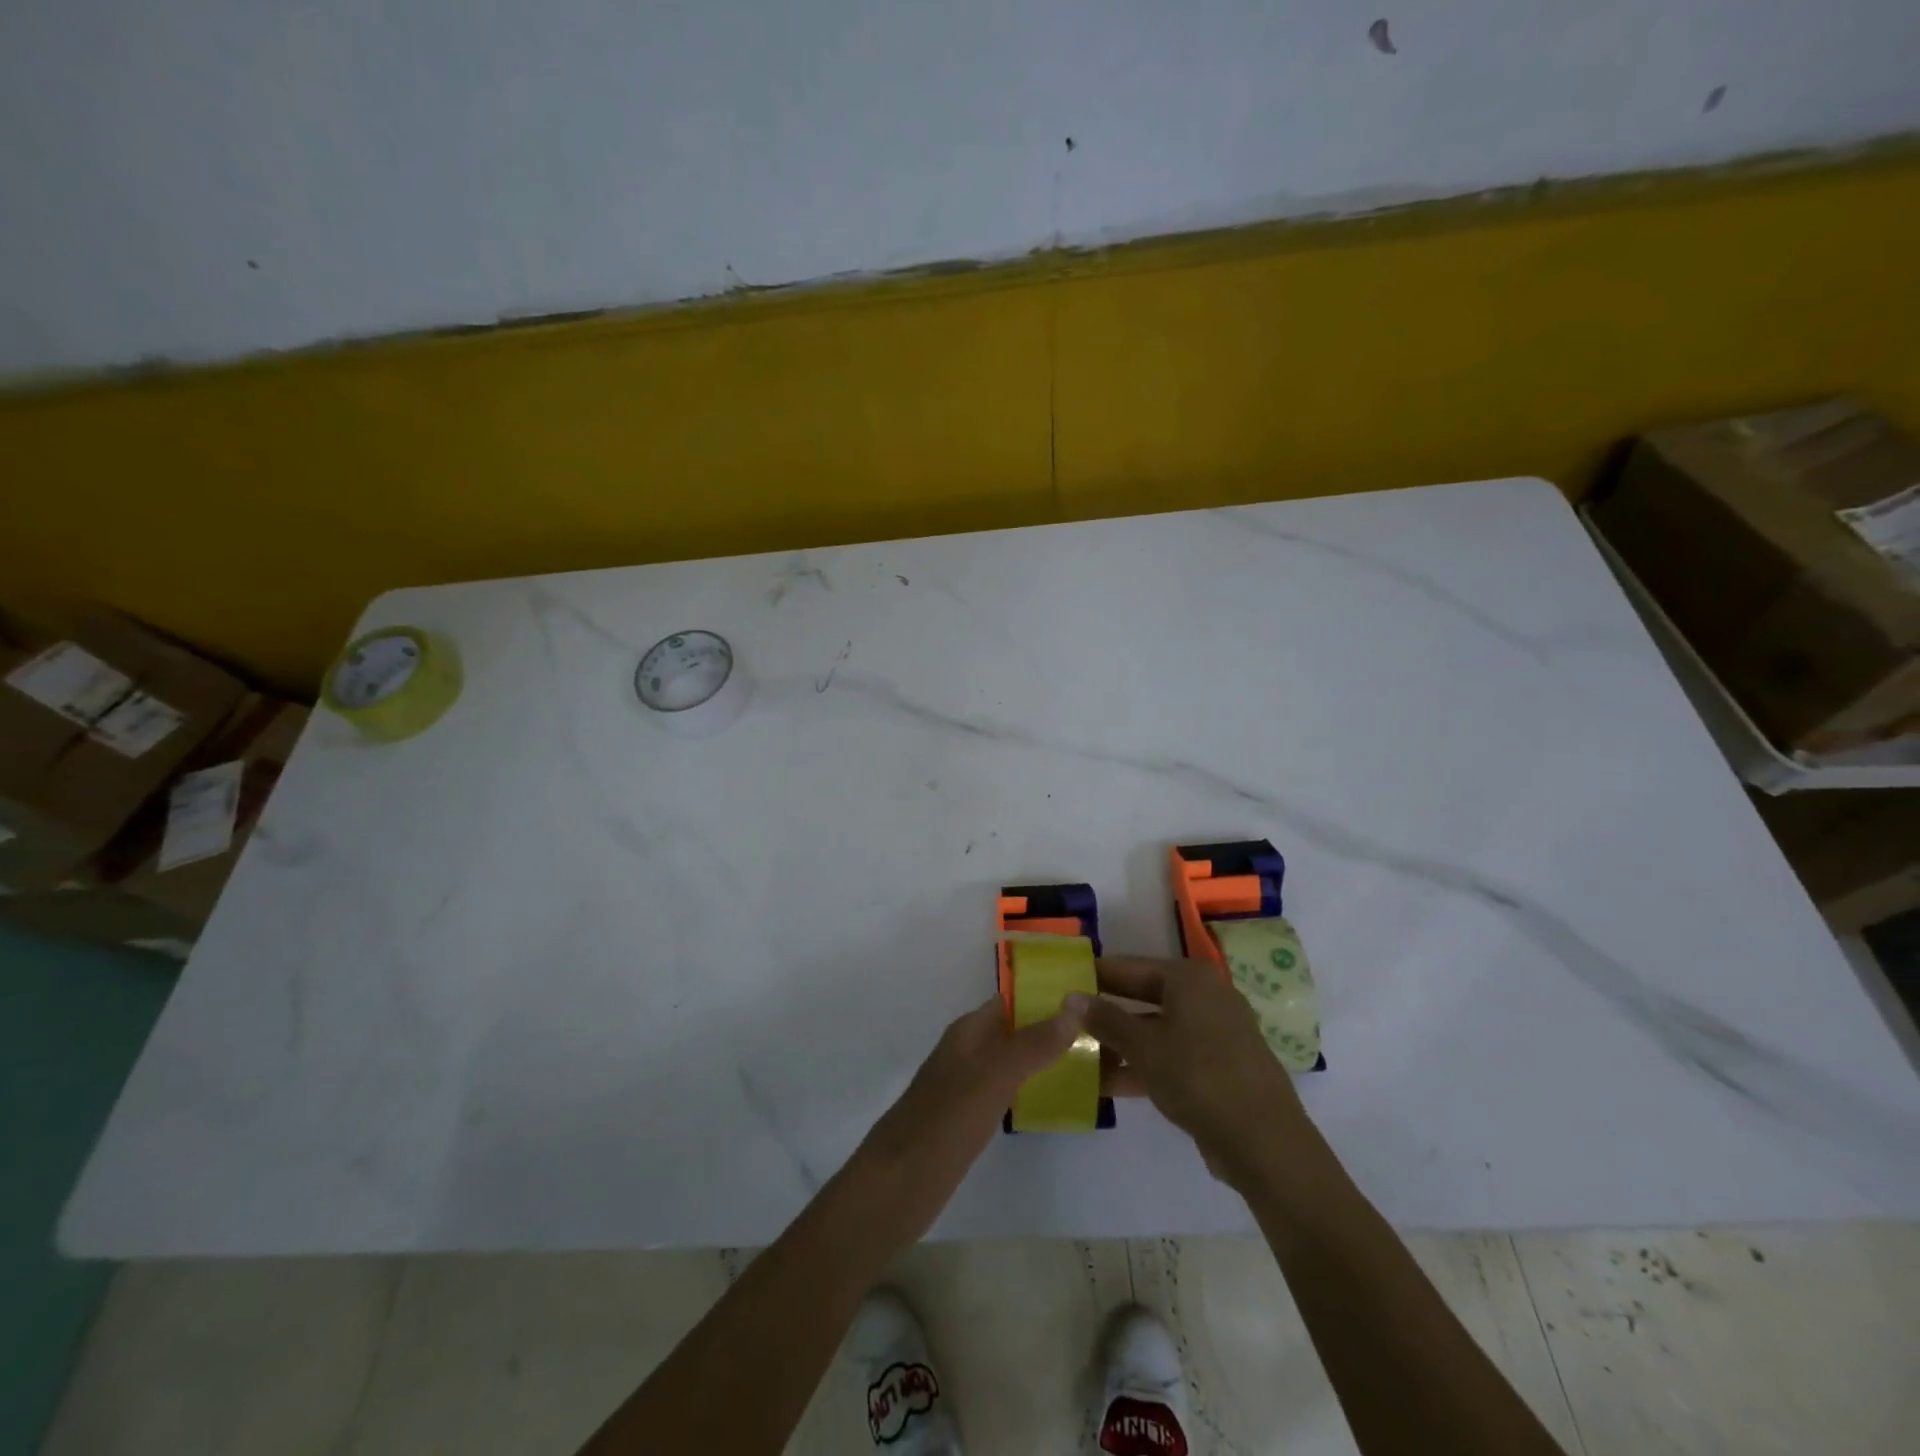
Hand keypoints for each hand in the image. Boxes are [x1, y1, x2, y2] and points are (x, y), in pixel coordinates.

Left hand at [854, 995, 1087, 1235]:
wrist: (898, 1186)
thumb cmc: (945, 1122)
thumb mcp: (993, 1078)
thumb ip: (1032, 1044)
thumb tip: (1073, 1006)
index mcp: (968, 1032)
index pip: (1012, 1000)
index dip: (1046, 995)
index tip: (1090, 998)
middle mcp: (968, 1052)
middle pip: (1015, 1029)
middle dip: (1052, 1028)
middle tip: (1103, 1034)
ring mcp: (967, 1087)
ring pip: (1013, 1061)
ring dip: (1045, 1058)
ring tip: (1093, 1064)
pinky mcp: (969, 1119)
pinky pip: (1008, 1092)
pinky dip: (1032, 1088)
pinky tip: (1058, 1100)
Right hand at [1071, 957, 1312, 1188]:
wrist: (1264, 1142)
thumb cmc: (1198, 1077)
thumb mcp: (1143, 1047)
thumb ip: (1105, 1019)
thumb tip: (1070, 997)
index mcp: (1189, 978)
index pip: (1129, 966)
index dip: (1095, 975)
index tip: (1063, 981)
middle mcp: (1205, 997)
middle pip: (1143, 997)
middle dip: (1106, 1013)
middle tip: (1067, 1019)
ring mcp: (1215, 1033)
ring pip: (1156, 1030)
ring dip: (1119, 1044)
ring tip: (1079, 1057)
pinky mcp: (1218, 1067)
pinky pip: (1171, 1055)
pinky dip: (1142, 1065)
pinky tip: (1107, 1084)